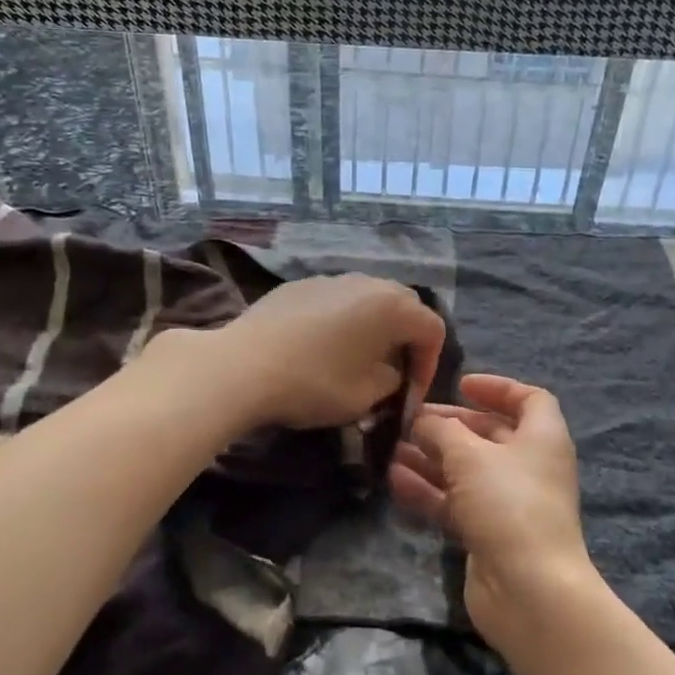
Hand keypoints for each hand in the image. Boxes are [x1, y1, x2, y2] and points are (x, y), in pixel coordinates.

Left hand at [164, 274, 445, 430]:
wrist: (242, 366)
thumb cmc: (314, 383)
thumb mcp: (366, 396)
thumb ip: (392, 381)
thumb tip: (390, 372)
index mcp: (392, 306)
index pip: (432, 329)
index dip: (430, 365)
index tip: (410, 395)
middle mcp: (366, 283)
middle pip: (403, 306)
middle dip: (405, 341)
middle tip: (391, 373)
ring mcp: (330, 279)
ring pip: (367, 300)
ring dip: (372, 328)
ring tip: (356, 359)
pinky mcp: (298, 285)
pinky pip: (334, 300)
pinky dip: (340, 321)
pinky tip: (319, 348)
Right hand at [390, 374, 597, 642]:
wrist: (529, 590)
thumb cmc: (507, 503)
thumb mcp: (469, 455)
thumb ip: (441, 431)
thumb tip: (422, 421)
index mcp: (542, 437)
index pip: (528, 399)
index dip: (497, 388)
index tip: (460, 385)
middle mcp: (530, 466)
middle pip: (489, 434)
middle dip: (448, 426)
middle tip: (409, 420)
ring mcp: (510, 503)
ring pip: (467, 471)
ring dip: (431, 459)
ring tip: (391, 449)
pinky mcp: (489, 533)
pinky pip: (456, 502)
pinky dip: (429, 490)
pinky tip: (394, 480)